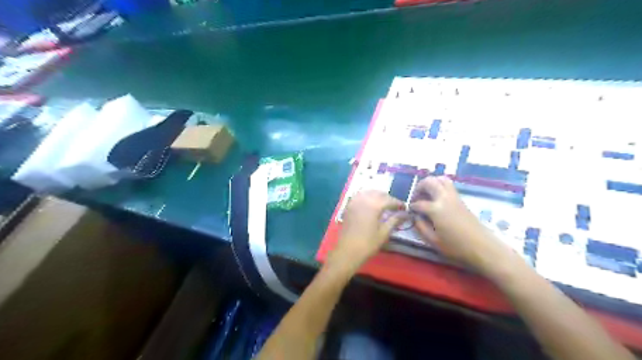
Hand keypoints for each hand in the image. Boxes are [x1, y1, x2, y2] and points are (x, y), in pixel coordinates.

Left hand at [331, 192, 405, 274]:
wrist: (348, 250)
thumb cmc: (368, 243)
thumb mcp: (384, 233)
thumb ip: (395, 220)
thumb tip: (405, 214)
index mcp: (374, 205)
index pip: (389, 200)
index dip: (398, 203)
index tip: (404, 208)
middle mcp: (364, 199)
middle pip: (379, 193)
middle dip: (388, 198)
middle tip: (394, 207)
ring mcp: (354, 202)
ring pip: (368, 192)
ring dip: (377, 195)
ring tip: (383, 204)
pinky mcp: (348, 206)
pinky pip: (359, 196)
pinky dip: (366, 196)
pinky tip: (370, 203)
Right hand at [409, 176, 514, 271]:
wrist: (482, 247)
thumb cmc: (456, 247)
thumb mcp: (433, 241)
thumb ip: (421, 227)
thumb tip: (415, 217)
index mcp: (435, 209)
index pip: (418, 203)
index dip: (412, 207)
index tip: (410, 212)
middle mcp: (444, 198)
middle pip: (429, 182)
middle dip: (419, 187)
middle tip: (416, 198)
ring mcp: (454, 197)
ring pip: (441, 179)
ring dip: (431, 183)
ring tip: (426, 194)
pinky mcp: (461, 199)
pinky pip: (448, 185)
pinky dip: (439, 186)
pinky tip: (437, 198)